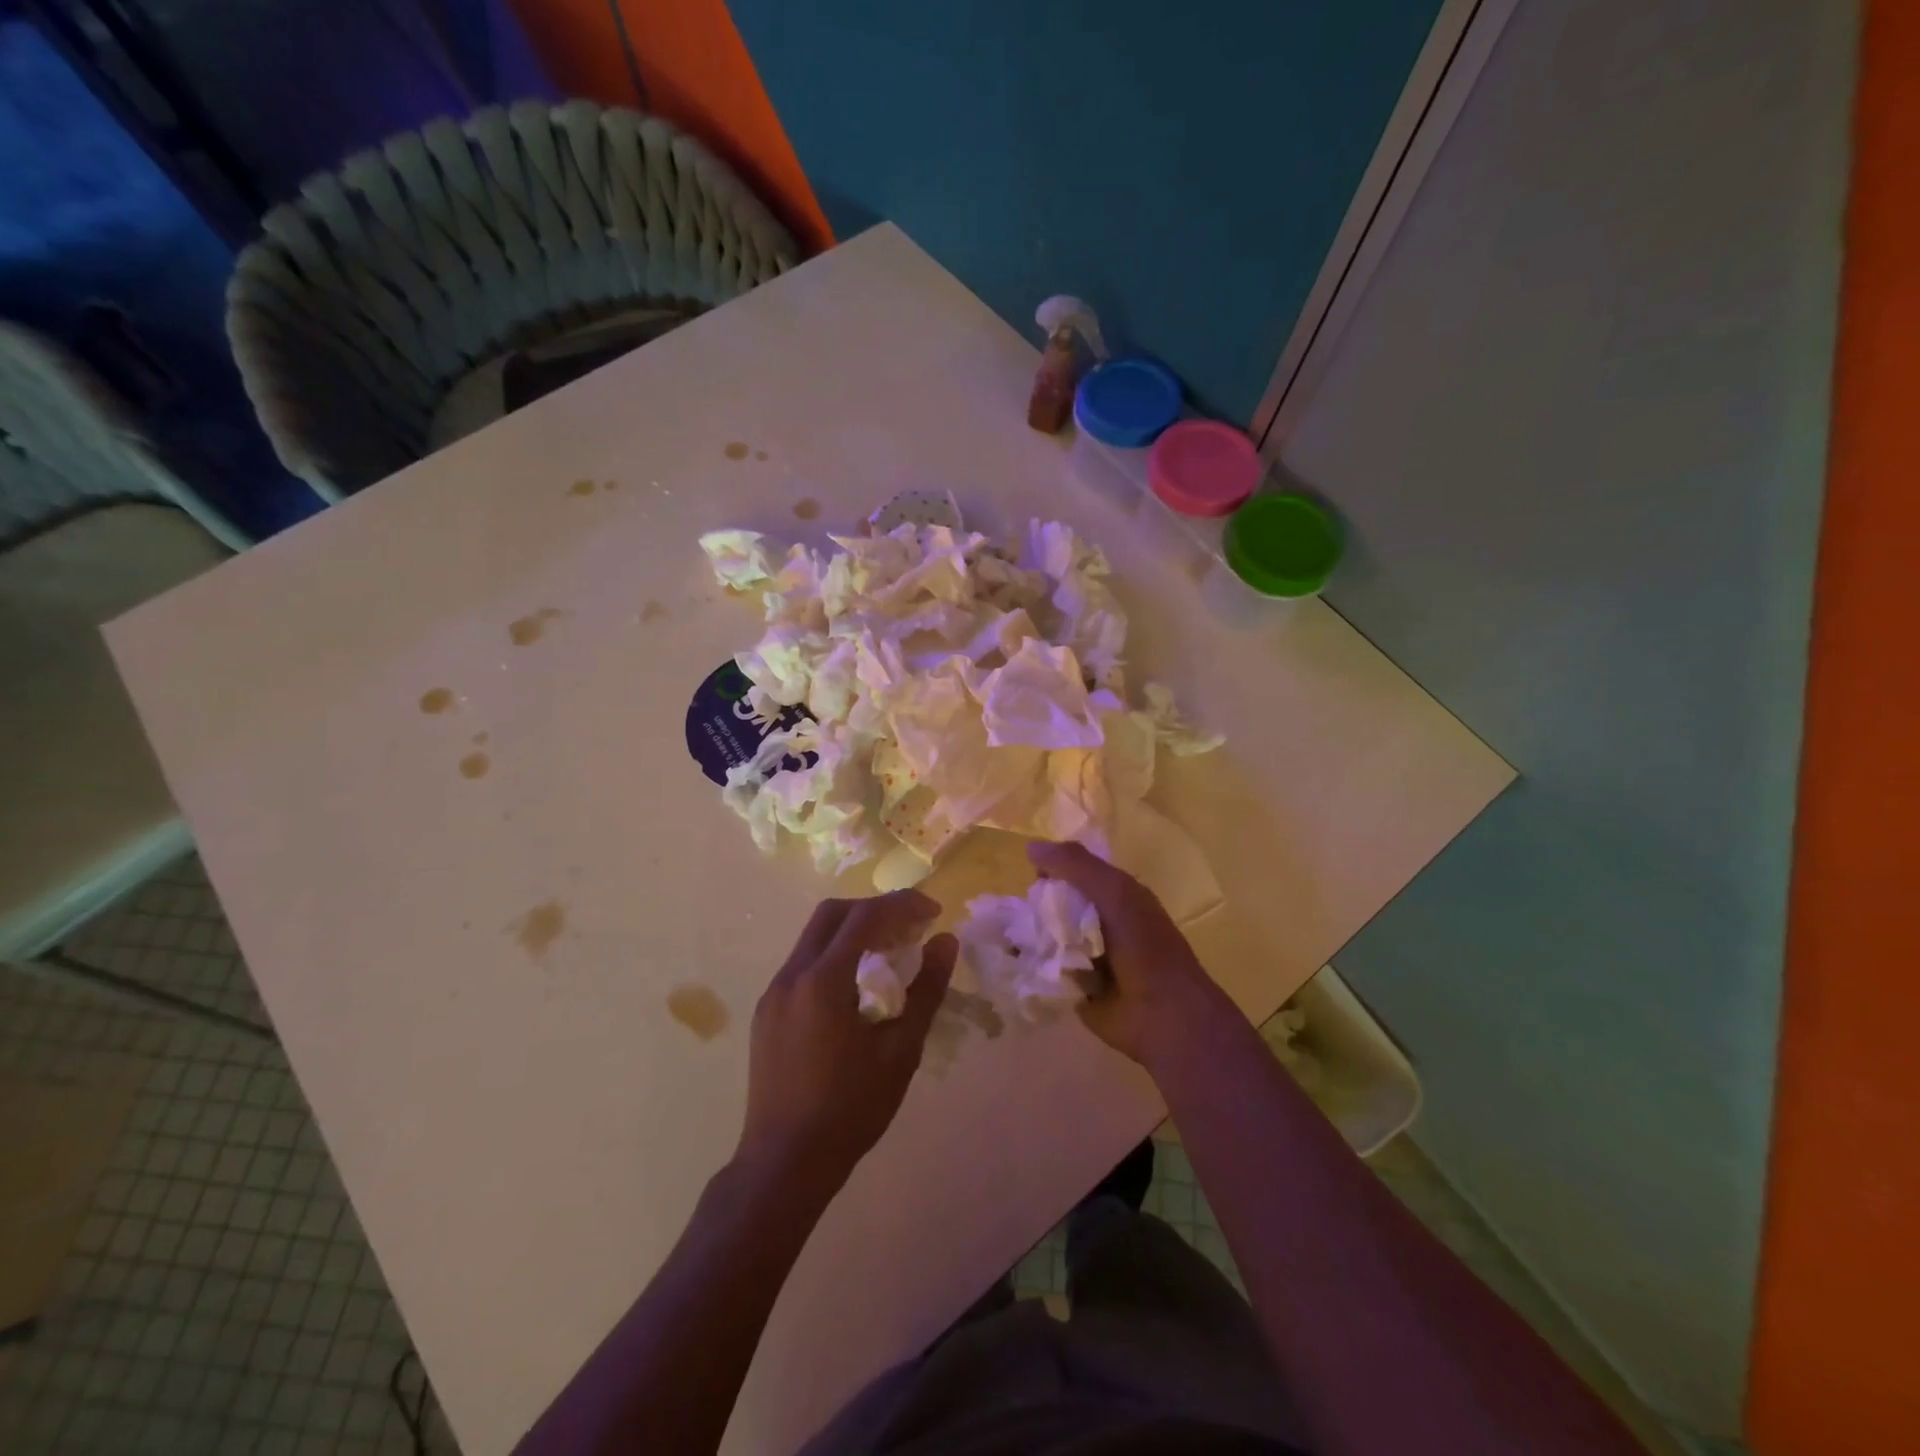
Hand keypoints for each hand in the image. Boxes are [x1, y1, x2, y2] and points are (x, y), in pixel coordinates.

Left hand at [737, 891, 956, 1191]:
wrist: (784, 1163)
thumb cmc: (850, 1109)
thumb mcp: (900, 1050)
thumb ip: (926, 990)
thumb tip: (946, 942)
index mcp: (822, 980)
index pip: (865, 917)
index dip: (902, 905)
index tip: (934, 912)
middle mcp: (792, 975)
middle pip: (833, 914)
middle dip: (875, 909)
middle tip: (911, 927)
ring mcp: (774, 992)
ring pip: (815, 937)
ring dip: (854, 931)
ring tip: (890, 952)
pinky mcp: (768, 1012)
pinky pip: (804, 963)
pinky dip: (835, 956)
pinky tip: (857, 985)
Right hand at [1028, 841, 1233, 1067]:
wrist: (1162, 1013)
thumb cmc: (1144, 945)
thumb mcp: (1114, 892)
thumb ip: (1076, 865)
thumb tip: (1030, 846)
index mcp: (1115, 895)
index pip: (1075, 871)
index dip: (1053, 868)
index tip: (1033, 875)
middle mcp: (1099, 921)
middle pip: (1056, 903)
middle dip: (1035, 903)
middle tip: (1016, 909)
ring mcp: (1084, 955)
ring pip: (1046, 934)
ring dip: (1028, 934)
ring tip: (1006, 933)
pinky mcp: (1071, 985)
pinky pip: (1043, 966)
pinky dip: (1030, 962)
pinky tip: (1012, 958)